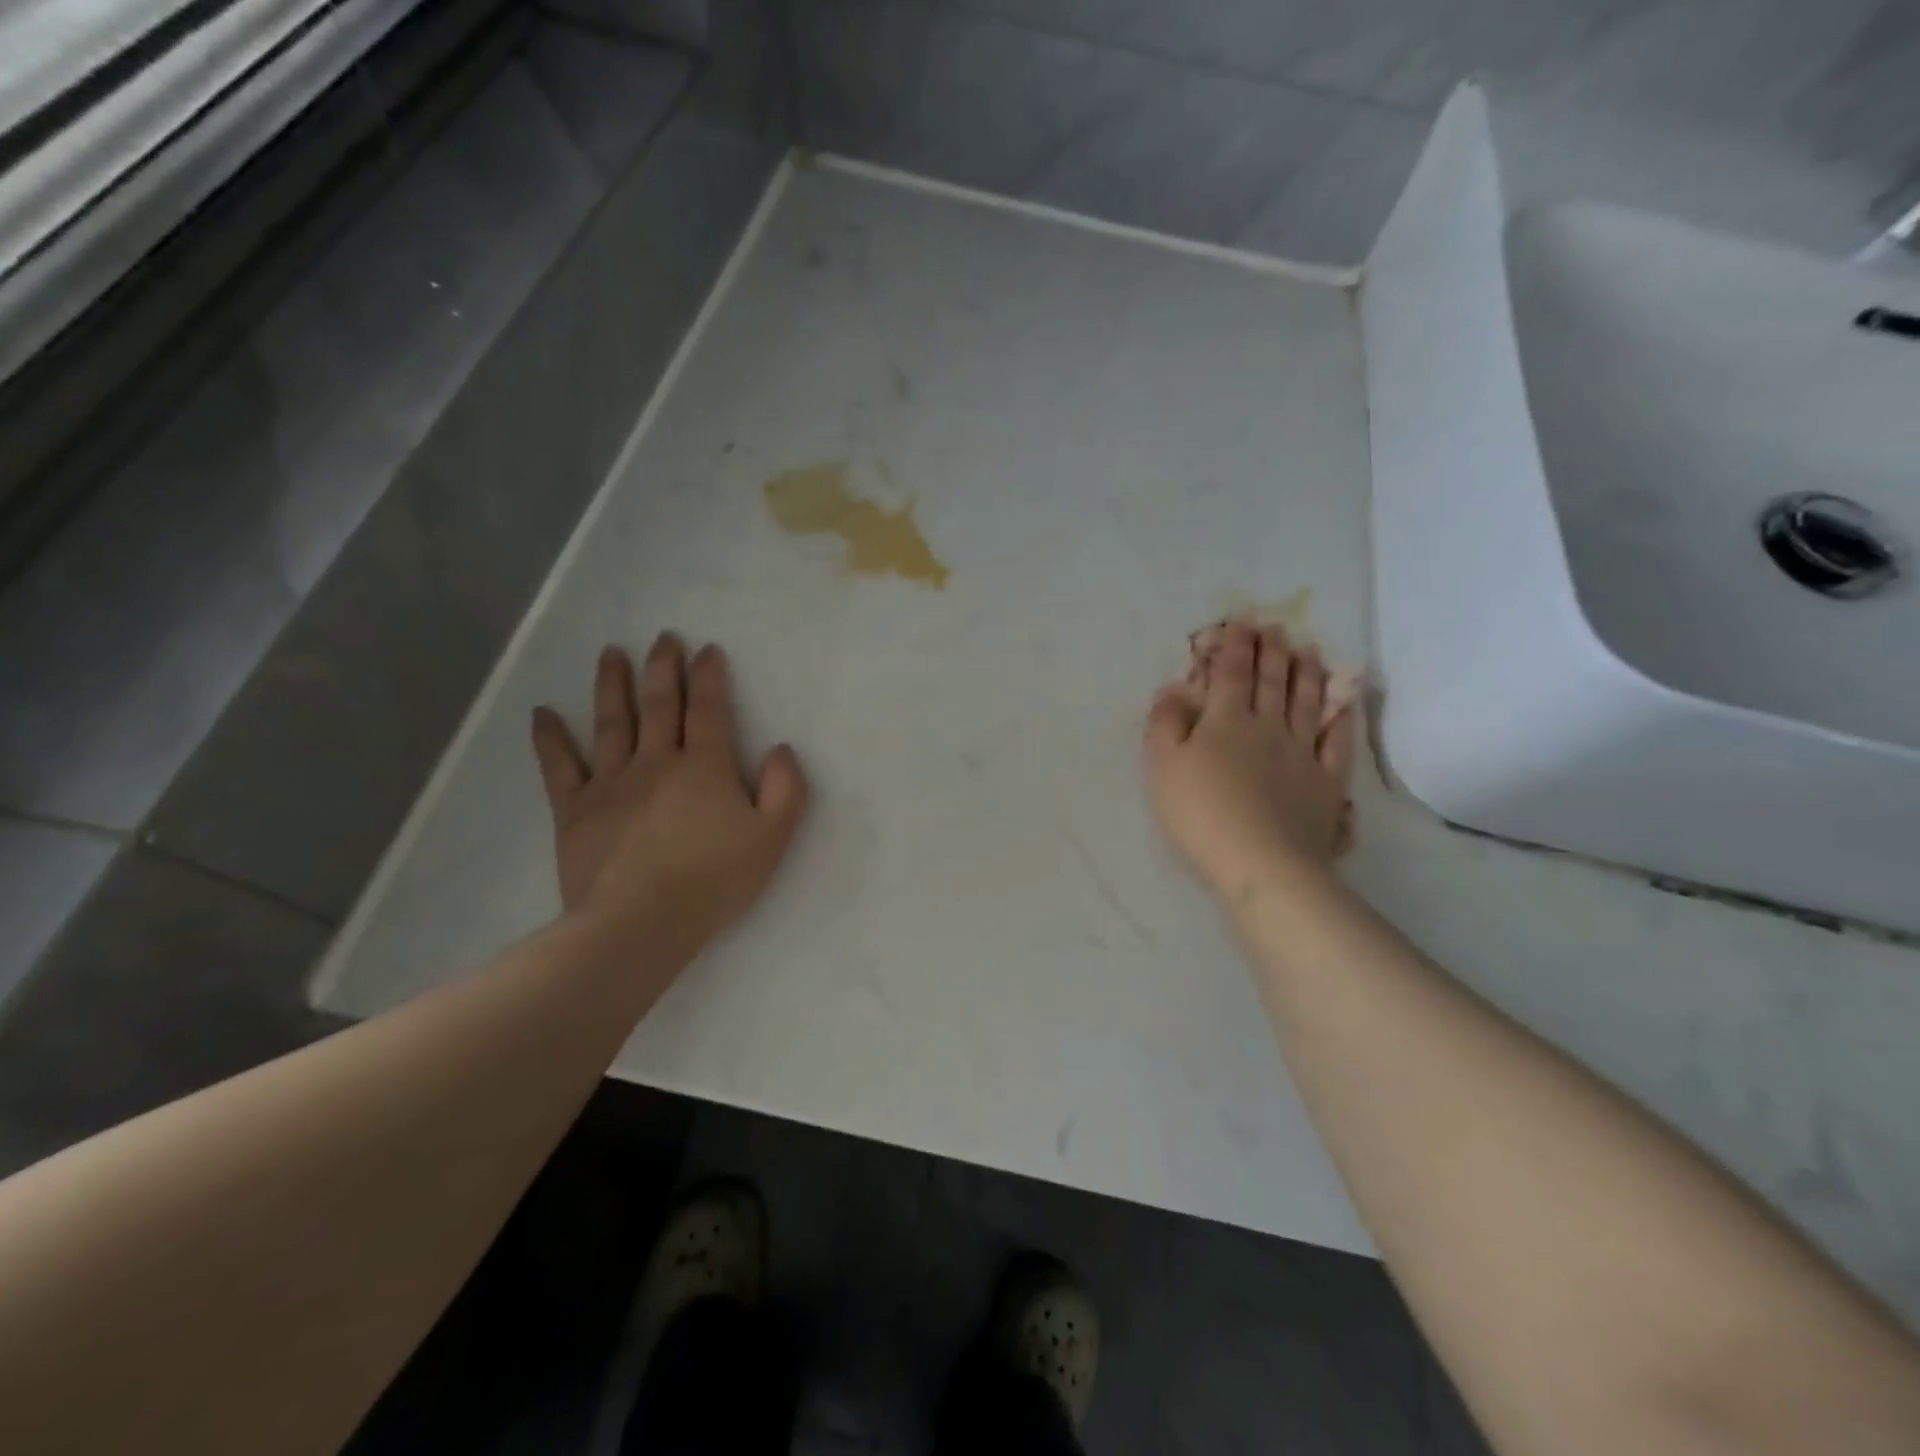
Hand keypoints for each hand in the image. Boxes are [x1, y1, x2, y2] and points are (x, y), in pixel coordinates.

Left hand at [531, 635, 809, 949]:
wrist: (641, 923)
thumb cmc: (714, 881)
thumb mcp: (772, 839)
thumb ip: (785, 790)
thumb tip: (779, 749)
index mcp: (704, 766)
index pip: (708, 708)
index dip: (709, 675)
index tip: (706, 649)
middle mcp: (656, 761)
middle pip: (660, 704)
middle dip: (663, 667)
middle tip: (663, 638)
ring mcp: (611, 782)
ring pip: (610, 722)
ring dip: (612, 684)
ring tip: (611, 653)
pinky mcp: (575, 809)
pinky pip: (559, 766)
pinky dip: (549, 738)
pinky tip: (542, 713)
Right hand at [1144, 621, 1356, 900]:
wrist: (1261, 862)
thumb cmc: (1200, 812)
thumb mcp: (1162, 765)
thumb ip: (1165, 722)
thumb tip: (1174, 688)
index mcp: (1226, 720)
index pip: (1232, 672)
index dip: (1235, 646)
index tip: (1241, 623)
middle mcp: (1268, 726)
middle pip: (1272, 681)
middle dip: (1272, 651)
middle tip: (1275, 627)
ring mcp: (1302, 752)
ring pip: (1306, 702)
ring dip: (1306, 673)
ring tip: (1308, 650)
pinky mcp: (1326, 782)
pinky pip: (1336, 741)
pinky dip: (1339, 717)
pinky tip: (1342, 704)